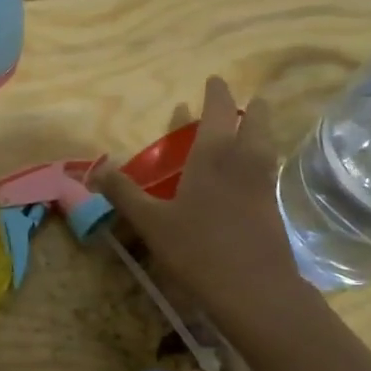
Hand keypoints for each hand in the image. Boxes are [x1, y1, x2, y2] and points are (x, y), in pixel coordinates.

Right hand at [89, 77, 303, 326]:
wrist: (255, 290)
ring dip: (257, 130)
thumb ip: (124, 193)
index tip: (213, 80)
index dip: (217, 92)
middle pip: (257, 120)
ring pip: (266, 143)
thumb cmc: (199, 249)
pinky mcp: (273, 206)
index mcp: (213, 155)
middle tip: (236, 106)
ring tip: (242, 132)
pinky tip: (244, 175)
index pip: (219, 110)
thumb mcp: (151, 222)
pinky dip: (258, 158)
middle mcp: (244, 160)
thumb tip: (97, 168)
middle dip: (249, 107)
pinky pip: (267, 167)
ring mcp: (264, 183)